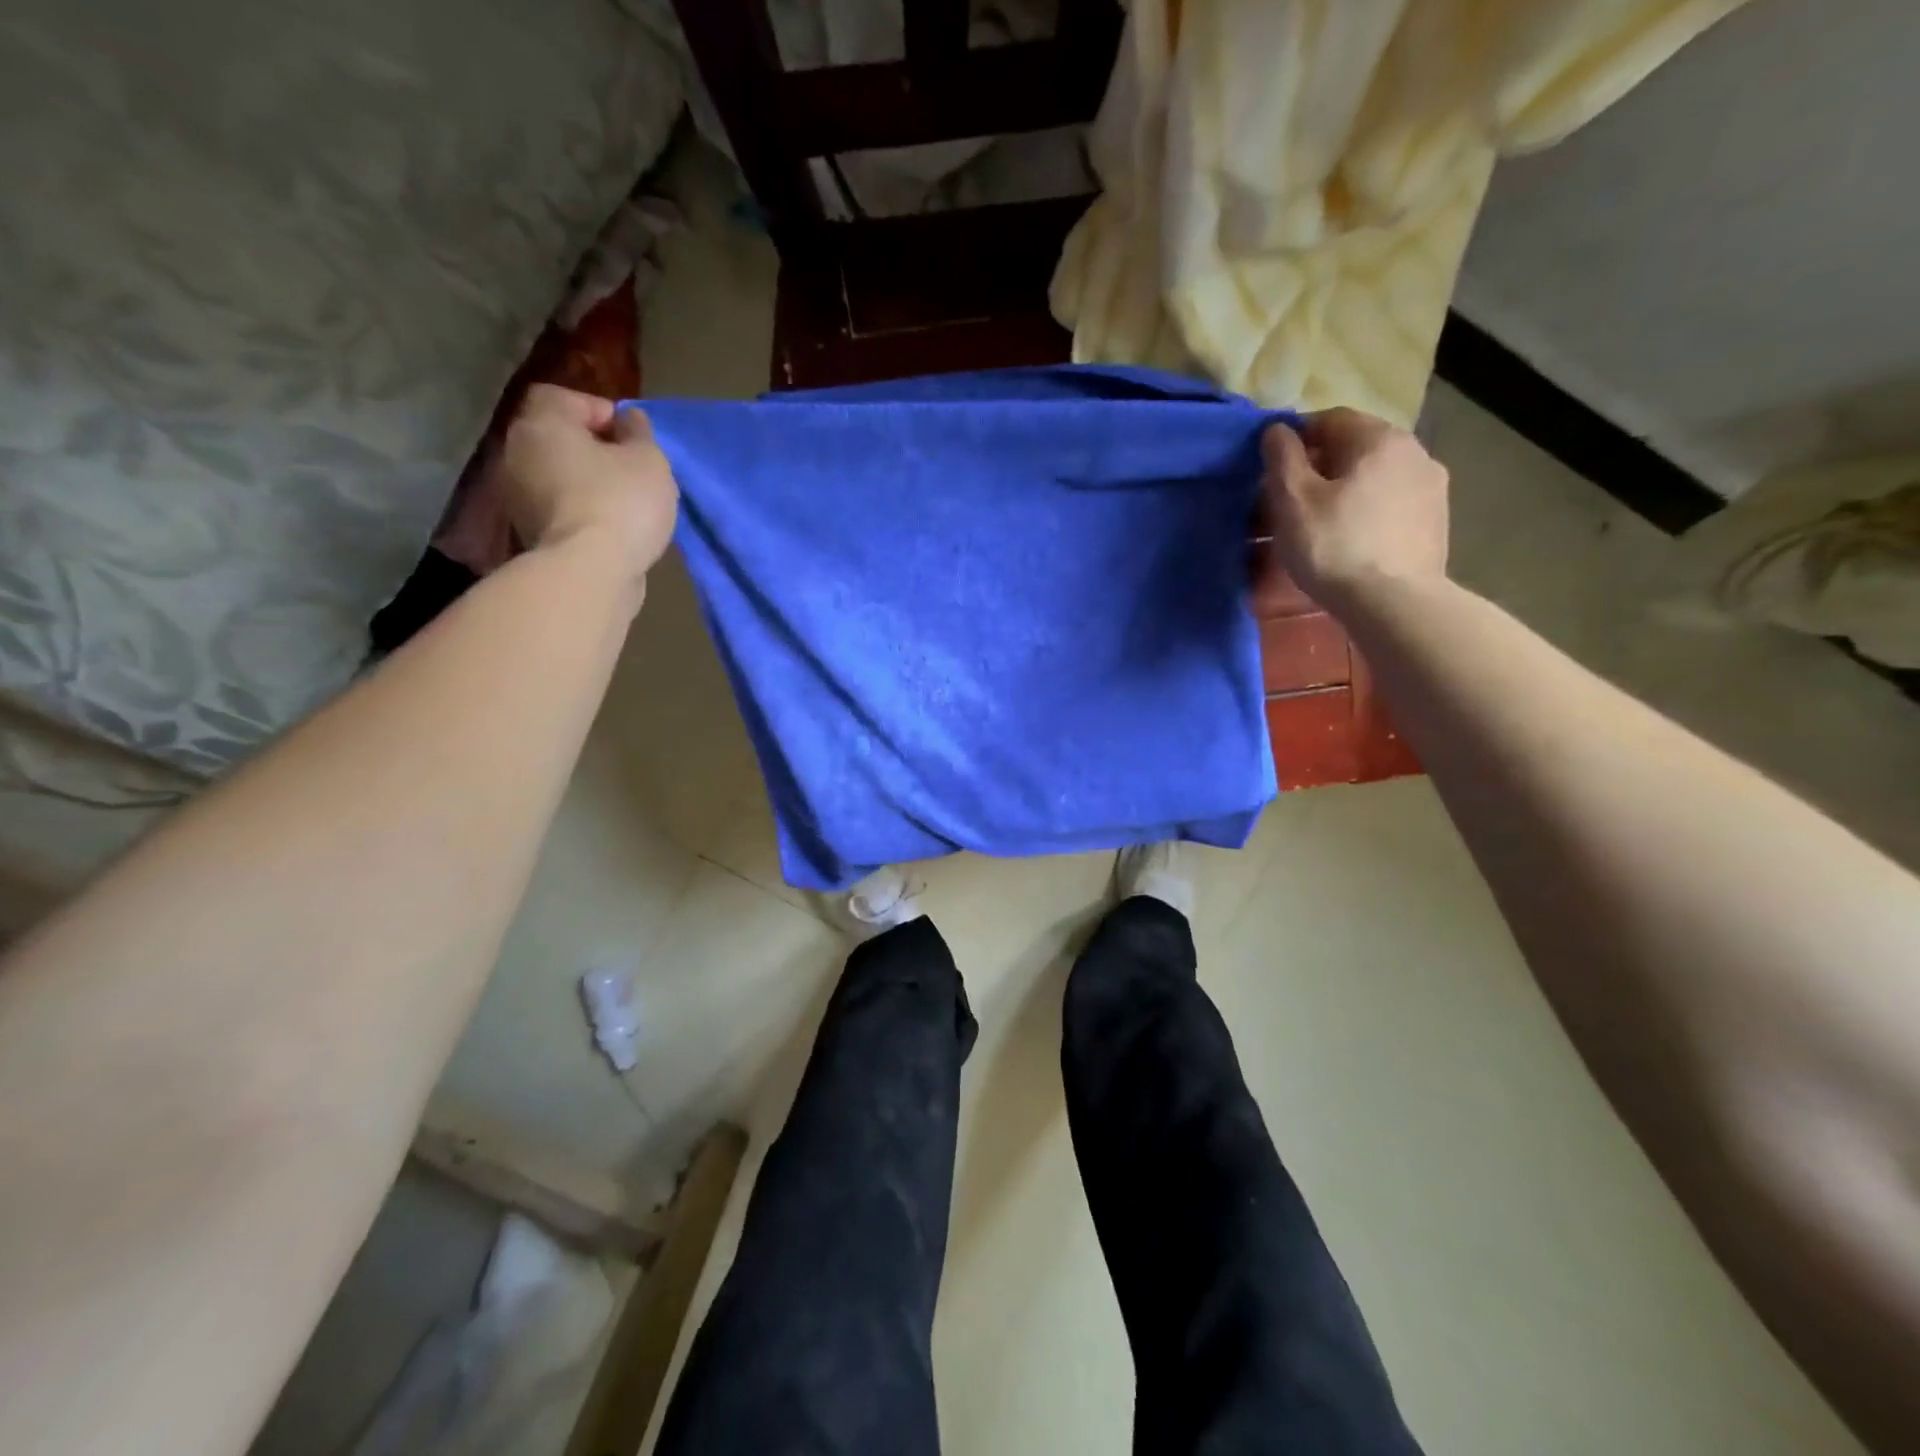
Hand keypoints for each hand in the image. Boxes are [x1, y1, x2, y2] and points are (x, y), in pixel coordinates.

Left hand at [496, 384, 678, 586]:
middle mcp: (517, 453)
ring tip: (623, 503)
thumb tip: (629, 420)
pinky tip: (609, 529)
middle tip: (629, 469)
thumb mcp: (649, 460)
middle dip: (592, 449)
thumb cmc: (621, 503)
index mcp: (542, 424)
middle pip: (556, 438)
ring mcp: (517, 497)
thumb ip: (639, 433)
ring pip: (557, 476)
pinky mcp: (528, 533)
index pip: (561, 397)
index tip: (628, 436)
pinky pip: (558, 509)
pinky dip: (580, 512)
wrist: (590, 572)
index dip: (597, 409)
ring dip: (586, 484)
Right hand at [1260, 407, 1448, 602]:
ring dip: (1342, 494)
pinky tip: (1348, 544)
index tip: (1272, 471)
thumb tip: (1277, 430)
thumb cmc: (1334, 547)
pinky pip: (1389, 506)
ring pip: (1373, 479)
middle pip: (1355, 450)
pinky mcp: (1435, 523)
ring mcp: (1431, 488)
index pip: (1330, 420)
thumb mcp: (1293, 501)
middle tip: (1288, 504)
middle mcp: (1414, 452)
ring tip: (1317, 527)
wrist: (1394, 604)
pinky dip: (1365, 515)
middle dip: (1319, 470)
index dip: (1296, 440)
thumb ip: (1282, 458)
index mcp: (1379, 439)